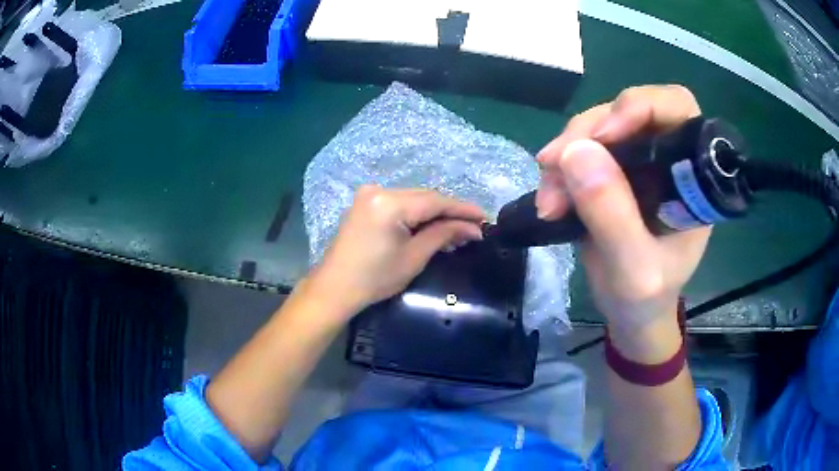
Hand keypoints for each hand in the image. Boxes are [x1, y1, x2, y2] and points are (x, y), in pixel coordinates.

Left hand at [308, 186, 484, 318]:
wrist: (335, 288)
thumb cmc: (374, 278)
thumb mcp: (413, 257)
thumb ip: (444, 235)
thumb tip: (473, 228)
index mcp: (389, 203)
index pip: (435, 201)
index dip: (462, 209)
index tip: (484, 218)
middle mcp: (379, 190)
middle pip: (425, 196)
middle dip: (450, 211)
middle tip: (474, 226)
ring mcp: (369, 195)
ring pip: (413, 199)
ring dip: (435, 212)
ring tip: (458, 228)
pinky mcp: (365, 203)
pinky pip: (400, 203)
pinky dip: (417, 213)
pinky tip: (432, 224)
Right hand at [535, 85, 709, 357]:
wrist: (632, 313)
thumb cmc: (645, 298)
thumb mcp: (633, 271)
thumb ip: (613, 216)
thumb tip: (576, 152)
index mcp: (691, 178)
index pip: (677, 109)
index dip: (642, 106)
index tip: (605, 136)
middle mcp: (668, 158)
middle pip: (629, 110)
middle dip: (589, 132)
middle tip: (553, 164)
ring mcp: (640, 161)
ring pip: (598, 127)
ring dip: (566, 154)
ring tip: (548, 199)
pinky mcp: (614, 170)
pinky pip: (581, 149)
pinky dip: (560, 168)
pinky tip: (548, 197)